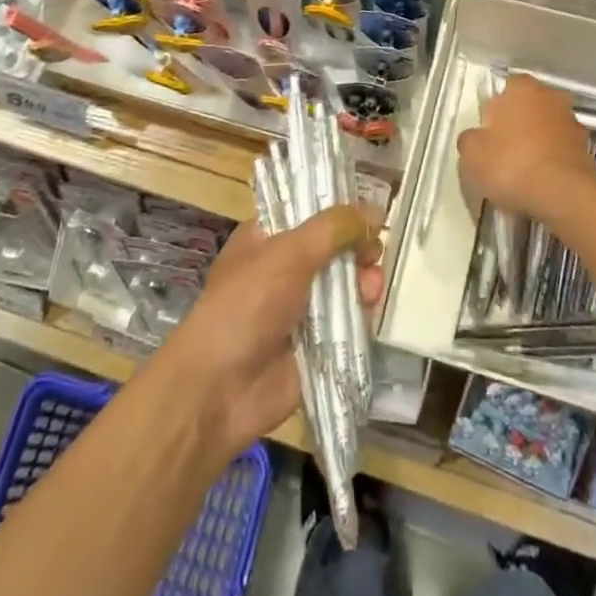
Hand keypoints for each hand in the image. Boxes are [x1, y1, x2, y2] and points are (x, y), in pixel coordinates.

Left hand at [156, 208, 382, 463]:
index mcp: (267, 238)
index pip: (307, 209)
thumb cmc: (247, 304)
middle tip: (374, 251)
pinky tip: (370, 307)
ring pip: (343, 283)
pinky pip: (347, 320)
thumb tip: (374, 213)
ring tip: (372, 284)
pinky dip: (361, 312)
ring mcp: (300, 307)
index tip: (368, 210)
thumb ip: (333, 228)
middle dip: (356, 246)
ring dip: (362, 279)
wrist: (220, 388)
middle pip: (331, 247)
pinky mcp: (316, 343)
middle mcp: (284, 268)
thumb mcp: (289, 253)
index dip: (338, 207)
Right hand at [459, 73, 595, 222]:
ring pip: (546, 129)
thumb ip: (470, 138)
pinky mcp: (586, 149)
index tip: (487, 136)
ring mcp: (572, 122)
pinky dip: (552, 161)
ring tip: (523, 172)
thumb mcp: (471, 153)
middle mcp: (550, 97)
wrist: (564, 196)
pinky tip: (541, 183)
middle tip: (503, 152)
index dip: (493, 112)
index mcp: (522, 88)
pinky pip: (560, 151)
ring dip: (537, 143)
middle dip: (518, 125)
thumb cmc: (511, 165)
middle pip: (528, 107)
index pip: (504, 90)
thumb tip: (476, 139)